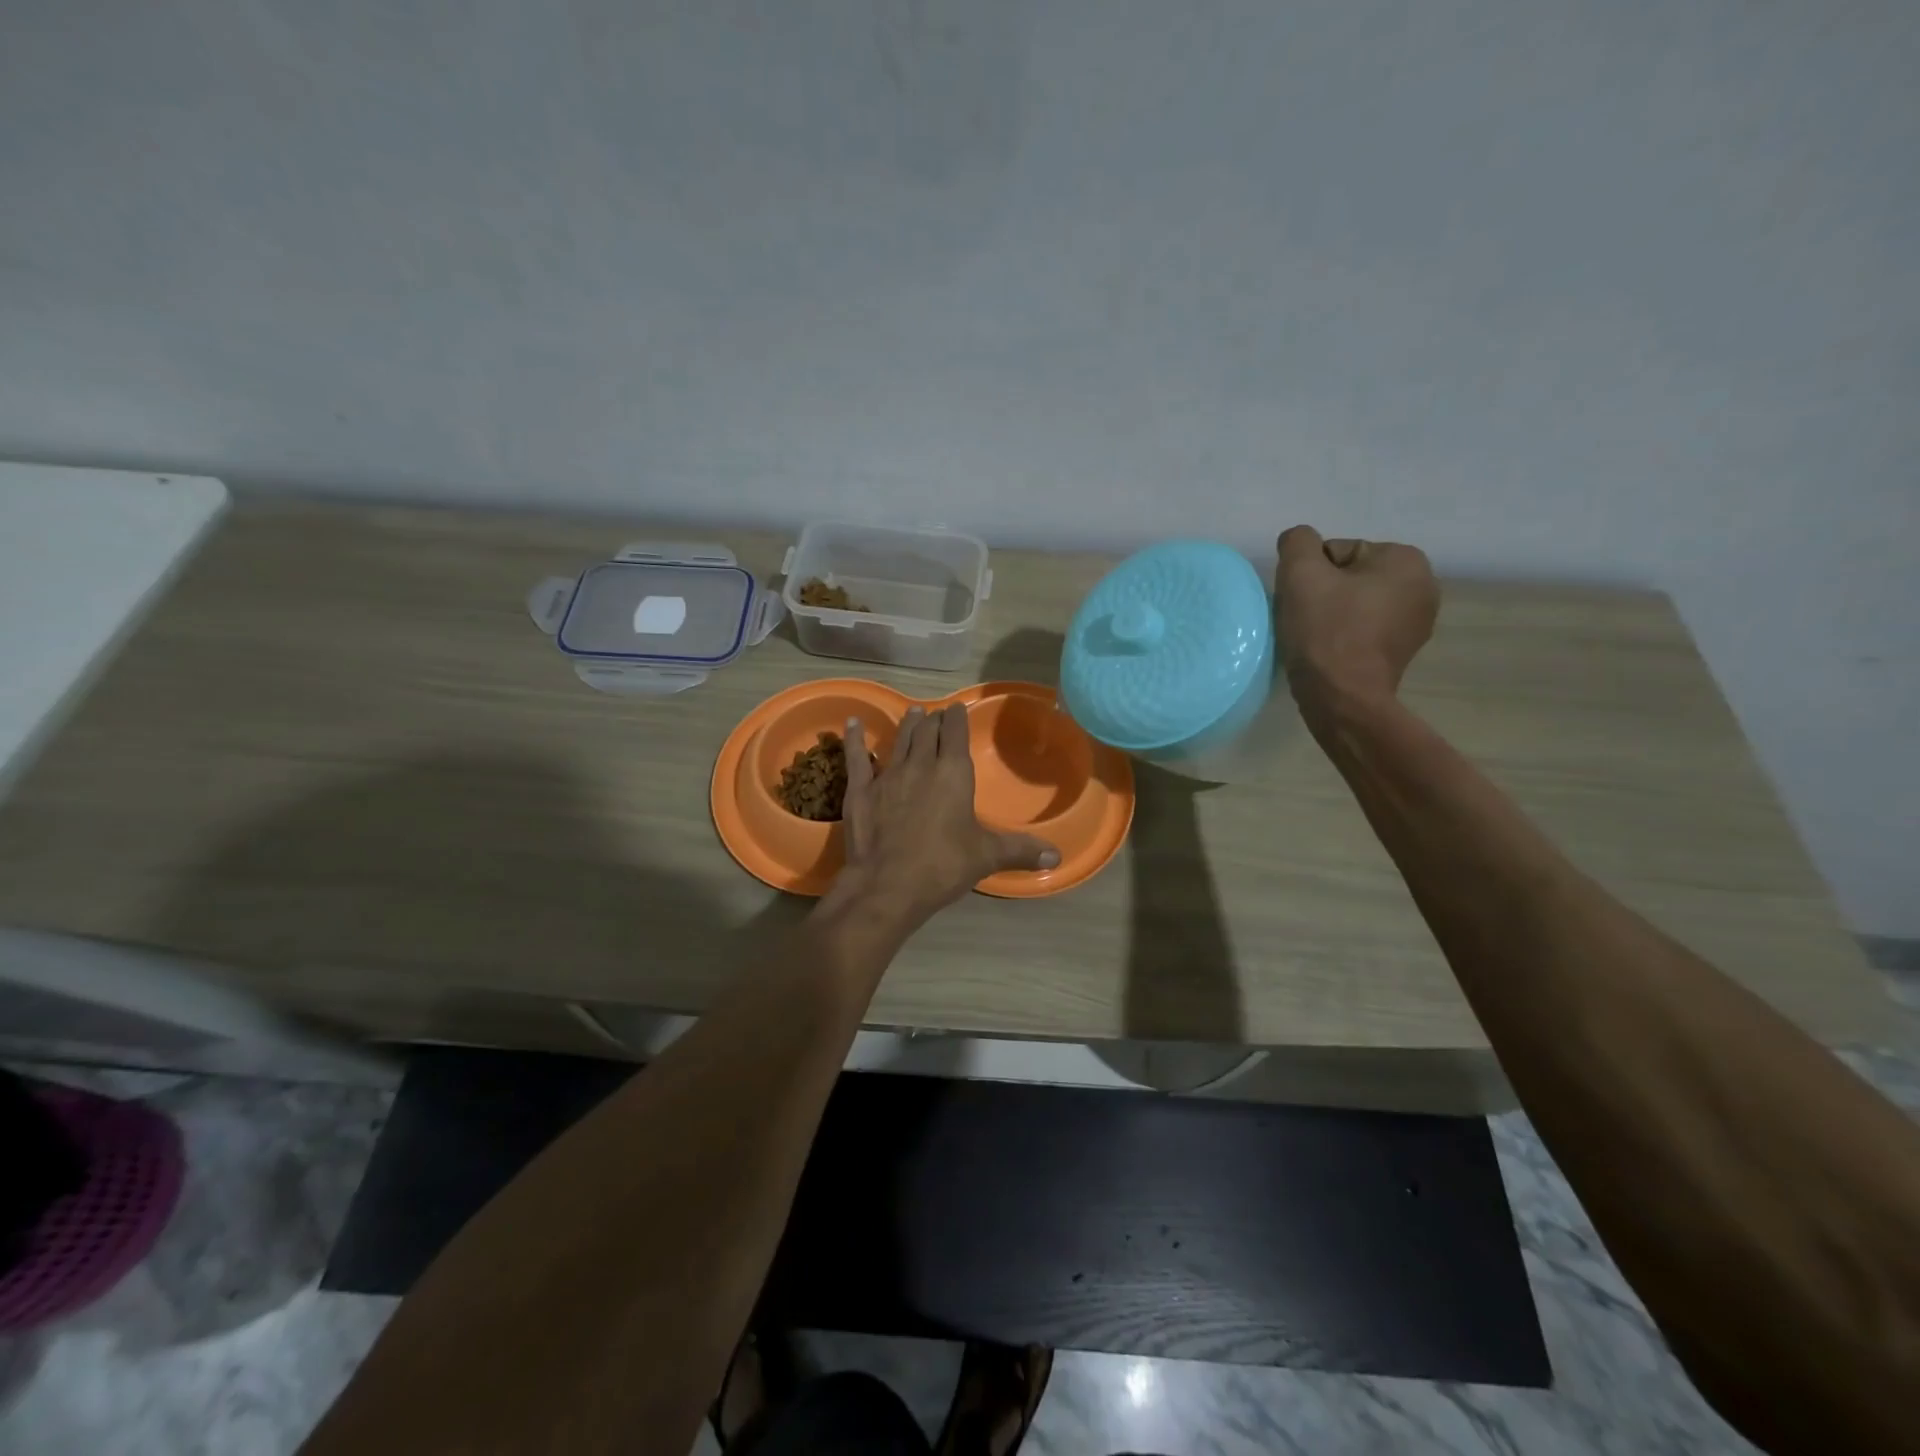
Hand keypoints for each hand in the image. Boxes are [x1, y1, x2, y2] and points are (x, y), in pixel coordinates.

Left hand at [829, 703, 1059, 928]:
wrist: (888, 885)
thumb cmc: (943, 865)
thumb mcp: (987, 856)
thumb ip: (1020, 851)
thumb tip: (1056, 857)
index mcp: (954, 773)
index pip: (956, 734)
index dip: (957, 719)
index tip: (957, 709)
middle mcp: (921, 765)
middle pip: (927, 732)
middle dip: (933, 720)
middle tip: (936, 714)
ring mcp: (888, 775)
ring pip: (899, 740)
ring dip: (907, 725)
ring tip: (913, 713)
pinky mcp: (860, 790)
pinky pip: (857, 757)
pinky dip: (854, 739)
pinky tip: (852, 723)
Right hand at [1276, 526, 1438, 725]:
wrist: (1342, 698)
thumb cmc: (1324, 631)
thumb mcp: (1300, 573)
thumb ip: (1297, 542)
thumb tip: (1299, 541)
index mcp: (1406, 559)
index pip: (1338, 551)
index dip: (1311, 574)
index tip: (1303, 600)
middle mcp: (1424, 585)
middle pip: (1350, 576)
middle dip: (1325, 592)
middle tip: (1305, 618)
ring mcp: (1418, 622)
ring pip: (1356, 603)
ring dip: (1332, 613)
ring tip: (1315, 637)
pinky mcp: (1404, 651)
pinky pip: (1365, 629)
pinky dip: (1345, 634)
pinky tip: (1330, 652)